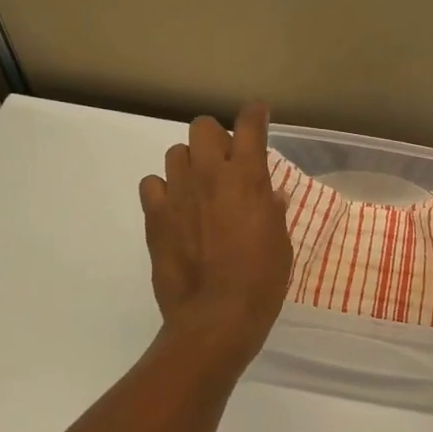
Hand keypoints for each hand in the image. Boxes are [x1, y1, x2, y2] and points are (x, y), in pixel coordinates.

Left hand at [139, 103, 292, 369]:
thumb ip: (272, 210)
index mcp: (246, 178)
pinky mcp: (155, 217)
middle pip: (203, 127)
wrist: (216, 317)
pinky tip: (175, 209)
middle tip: (225, 161)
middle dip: (216, 137)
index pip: (249, 126)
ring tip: (198, 188)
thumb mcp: (280, 242)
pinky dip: (163, 191)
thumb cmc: (261, 281)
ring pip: (175, 153)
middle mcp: (208, 175)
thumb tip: (271, 194)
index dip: (255, 114)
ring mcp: (177, 194)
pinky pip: (152, 185)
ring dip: (189, 163)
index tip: (259, 114)